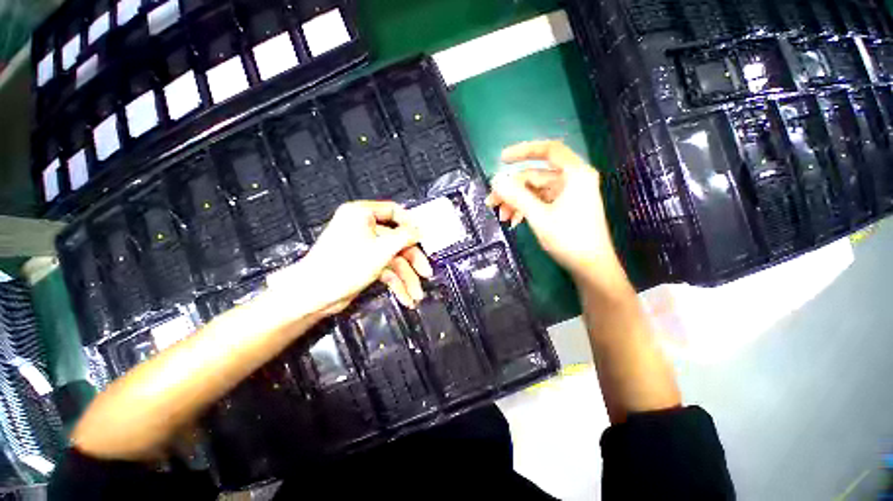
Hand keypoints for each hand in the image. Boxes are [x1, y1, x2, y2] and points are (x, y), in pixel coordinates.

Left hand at [268, 201, 431, 315]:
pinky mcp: (363, 264)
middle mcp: (363, 228)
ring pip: (393, 258)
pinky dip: (396, 283)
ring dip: (406, 278)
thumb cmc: (346, 265)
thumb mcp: (381, 249)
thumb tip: (419, 230)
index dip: (410, 223)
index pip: (393, 211)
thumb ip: (404, 236)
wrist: (314, 295)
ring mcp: (364, 247)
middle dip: (412, 261)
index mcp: (361, 214)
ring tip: (416, 296)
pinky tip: (405, 297)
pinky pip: (385, 269)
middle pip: (397, 240)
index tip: (424, 236)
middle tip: (426, 273)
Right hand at [485, 141, 620, 285]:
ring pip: (535, 190)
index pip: (549, 150)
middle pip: (536, 175)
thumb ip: (517, 196)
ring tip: (501, 217)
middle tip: (491, 203)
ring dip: (516, 201)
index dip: (524, 151)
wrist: (591, 268)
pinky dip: (525, 208)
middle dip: (512, 189)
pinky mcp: (564, 207)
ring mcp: (568, 194)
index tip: (501, 160)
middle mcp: (573, 179)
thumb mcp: (539, 217)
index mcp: (575, 174)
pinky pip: (540, 201)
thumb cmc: (569, 239)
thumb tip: (496, 180)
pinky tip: (514, 221)